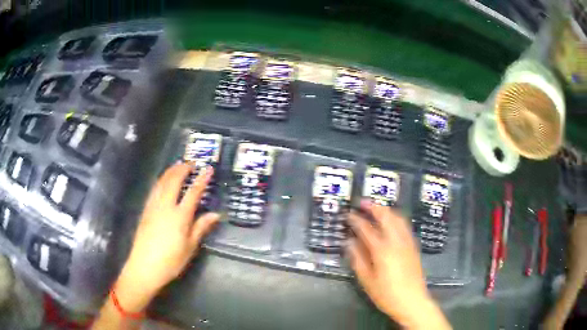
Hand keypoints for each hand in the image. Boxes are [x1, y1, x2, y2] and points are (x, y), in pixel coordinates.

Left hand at [116, 163, 219, 311]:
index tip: (208, 169)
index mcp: (179, 216)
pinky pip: (154, 189)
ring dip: (171, 171)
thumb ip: (201, 227)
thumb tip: (215, 214)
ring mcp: (153, 206)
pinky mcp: (146, 210)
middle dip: (183, 169)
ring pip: (162, 182)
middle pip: (174, 180)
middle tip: (191, 163)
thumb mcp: (190, 247)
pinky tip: (163, 181)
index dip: (201, 179)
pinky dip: (161, 180)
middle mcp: (165, 206)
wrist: (144, 267)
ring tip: (178, 165)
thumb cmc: (171, 261)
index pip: (193, 192)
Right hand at [347, 201, 450, 328]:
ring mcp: (407, 242)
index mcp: (382, 250)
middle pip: (386, 217)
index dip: (356, 220)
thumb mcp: (367, 281)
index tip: (348, 214)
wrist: (412, 301)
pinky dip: (396, 218)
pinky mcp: (413, 246)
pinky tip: (391, 222)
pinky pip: (405, 226)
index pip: (366, 229)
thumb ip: (358, 260)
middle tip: (363, 203)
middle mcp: (396, 242)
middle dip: (374, 207)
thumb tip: (349, 243)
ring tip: (377, 208)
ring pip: (398, 218)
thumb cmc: (387, 294)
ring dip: (386, 210)